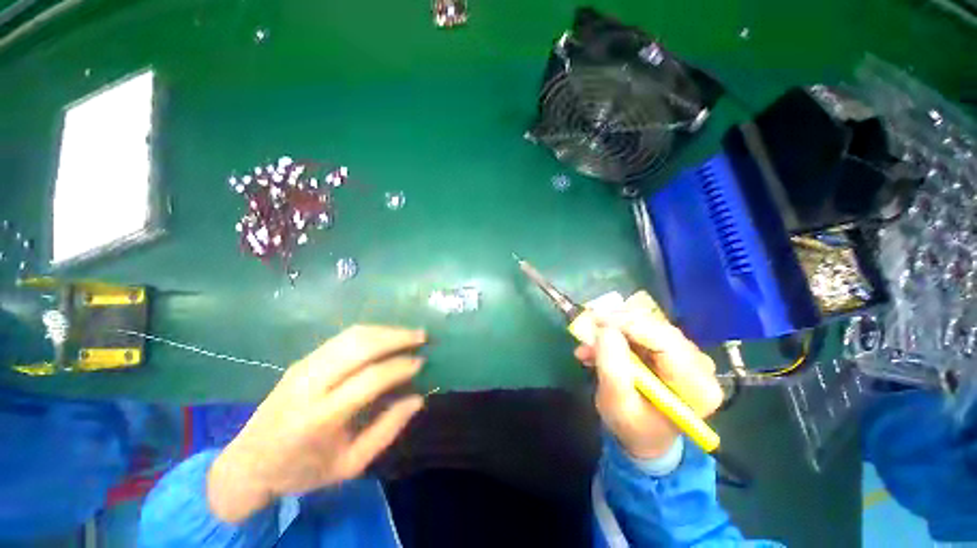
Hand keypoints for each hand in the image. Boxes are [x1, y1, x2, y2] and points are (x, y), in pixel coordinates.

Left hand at [207, 325, 426, 522]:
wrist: (248, 463)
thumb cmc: (303, 470)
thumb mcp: (350, 465)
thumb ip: (387, 431)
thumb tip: (418, 399)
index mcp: (319, 418)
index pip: (369, 379)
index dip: (400, 367)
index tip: (422, 362)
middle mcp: (309, 385)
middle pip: (360, 346)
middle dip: (396, 337)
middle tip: (422, 337)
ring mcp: (303, 367)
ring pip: (351, 335)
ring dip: (385, 330)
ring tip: (409, 333)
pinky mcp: (302, 359)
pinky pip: (343, 337)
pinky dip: (371, 332)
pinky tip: (387, 336)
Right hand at [575, 291, 723, 459]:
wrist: (644, 435)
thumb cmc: (632, 426)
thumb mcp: (617, 403)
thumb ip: (612, 367)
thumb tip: (605, 329)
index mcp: (697, 387)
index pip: (665, 341)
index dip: (629, 324)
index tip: (596, 320)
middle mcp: (700, 366)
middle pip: (658, 329)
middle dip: (618, 325)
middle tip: (588, 328)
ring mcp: (688, 355)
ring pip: (648, 326)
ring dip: (614, 330)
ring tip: (588, 345)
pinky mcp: (673, 349)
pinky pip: (644, 330)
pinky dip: (617, 334)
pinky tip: (598, 347)